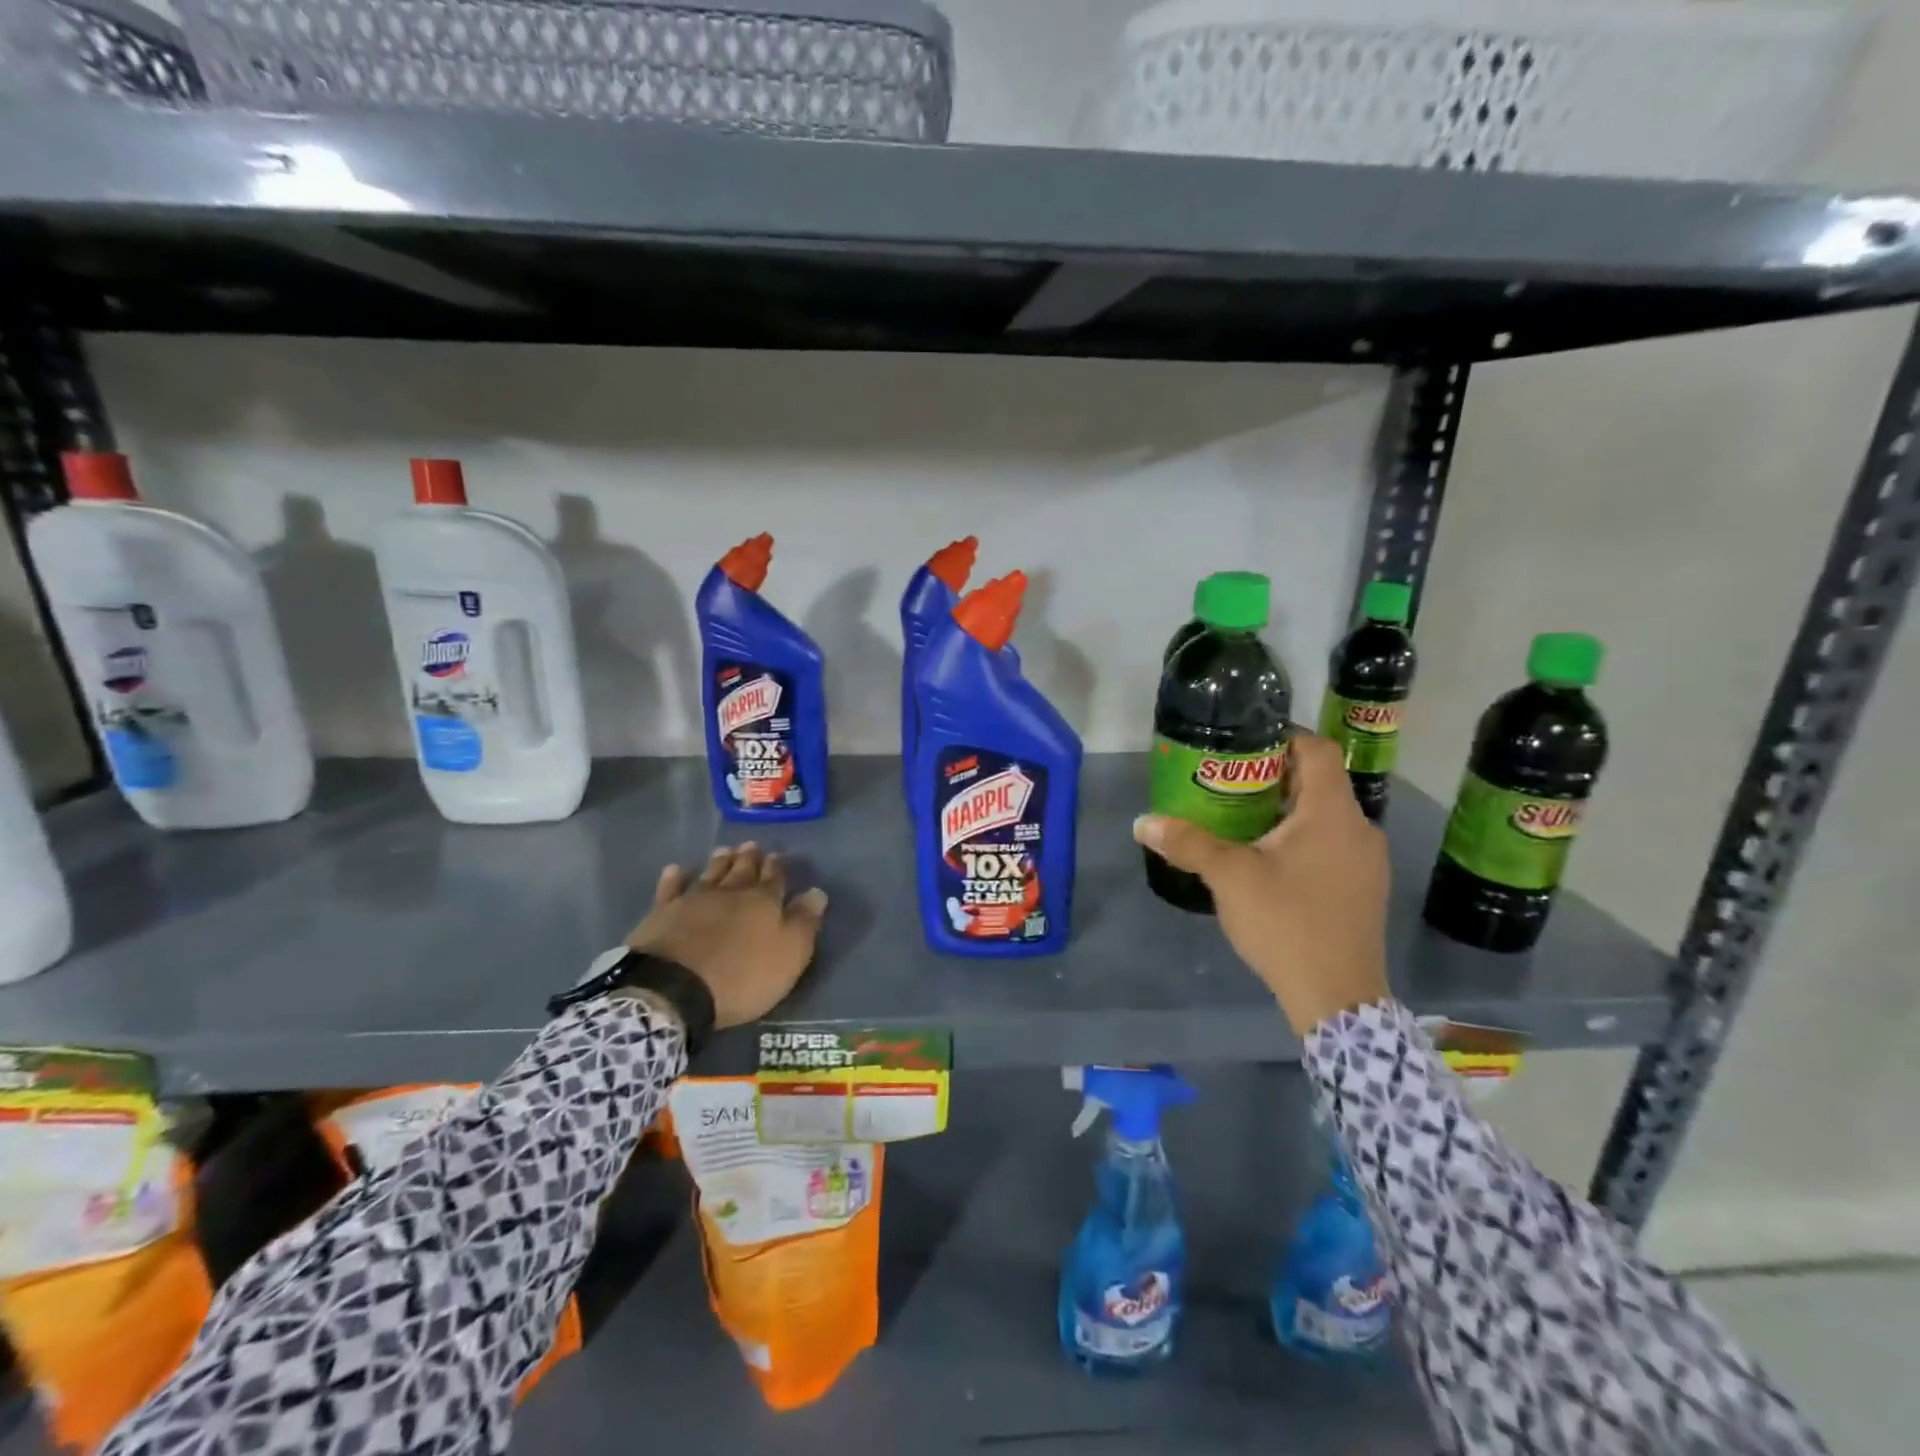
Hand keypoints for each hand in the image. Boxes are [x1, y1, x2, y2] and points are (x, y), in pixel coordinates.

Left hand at [624, 843, 829, 1029]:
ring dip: (719, 862)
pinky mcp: (663, 912)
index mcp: (764, 902)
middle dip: (749, 858)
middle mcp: (730, 893)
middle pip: (742, 870)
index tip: (777, 857)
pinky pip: (670, 888)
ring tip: (725, 850)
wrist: (674, 987)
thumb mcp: (788, 955)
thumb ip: (804, 923)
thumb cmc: (741, 976)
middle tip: (752, 845)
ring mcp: (694, 899)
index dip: (776, 868)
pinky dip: (674, 878)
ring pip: (711, 873)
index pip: (774, 879)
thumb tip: (817, 892)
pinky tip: (675, 869)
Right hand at [1133, 734, 1389, 1034]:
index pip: (1317, 749)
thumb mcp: (1229, 877)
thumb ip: (1188, 843)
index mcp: (1332, 812)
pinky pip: (1334, 845)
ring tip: (1245, 821)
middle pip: (1321, 782)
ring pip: (1327, 817)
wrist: (1338, 998)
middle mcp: (1359, 828)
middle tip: (1231, 783)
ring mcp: (1368, 862)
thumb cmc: (1286, 922)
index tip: (1244, 744)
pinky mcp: (1365, 889)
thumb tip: (1142, 823)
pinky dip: (1304, 839)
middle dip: (1276, 777)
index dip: (1283, 737)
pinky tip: (1271, 863)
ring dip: (1289, 811)